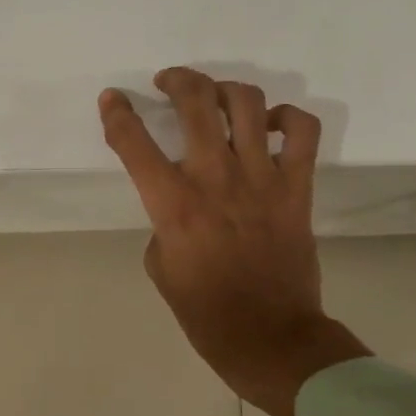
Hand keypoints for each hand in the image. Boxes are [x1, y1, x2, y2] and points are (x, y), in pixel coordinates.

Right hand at [99, 67, 368, 415]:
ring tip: (216, 98)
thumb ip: (163, 220)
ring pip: (248, 104)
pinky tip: (271, 125)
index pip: (134, 143)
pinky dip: (288, 118)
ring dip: (226, 90)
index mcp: (173, 205)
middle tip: (168, 81)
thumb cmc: (203, 310)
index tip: (112, 98)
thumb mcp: (159, 265)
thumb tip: (182, 197)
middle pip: (196, 104)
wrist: (267, 336)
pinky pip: (303, 132)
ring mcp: (262, 180)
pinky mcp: (297, 188)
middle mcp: (215, 180)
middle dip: (177, 80)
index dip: (118, 114)